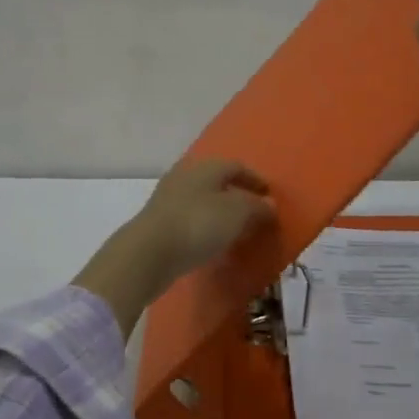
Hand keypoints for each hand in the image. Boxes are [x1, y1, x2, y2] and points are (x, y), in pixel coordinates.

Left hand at [73, 158, 275, 336]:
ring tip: (237, 232)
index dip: (256, 179)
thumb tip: (268, 204)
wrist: (149, 253)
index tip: (270, 195)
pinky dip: (206, 228)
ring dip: (221, 214)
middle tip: (255, 215)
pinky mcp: (159, 223)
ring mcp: (168, 200)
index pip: (236, 166)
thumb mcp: (237, 212)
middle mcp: (185, 176)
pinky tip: (213, 245)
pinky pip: (190, 221)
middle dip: (238, 197)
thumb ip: (257, 206)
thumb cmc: (198, 224)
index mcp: (205, 166)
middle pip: (217, 183)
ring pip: (203, 202)